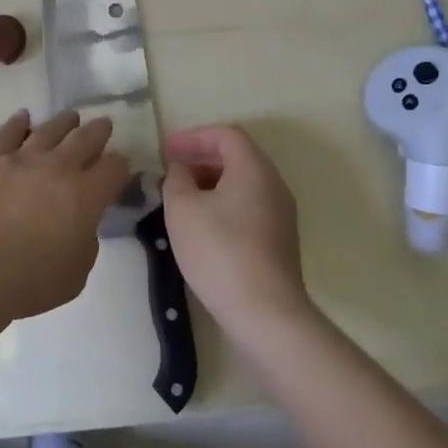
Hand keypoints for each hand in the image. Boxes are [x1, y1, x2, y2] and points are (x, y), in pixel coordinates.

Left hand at [0, 109, 129, 327]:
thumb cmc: (30, 279)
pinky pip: (7, 132)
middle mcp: (59, 167)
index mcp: (86, 195)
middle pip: (86, 138)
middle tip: (103, 125)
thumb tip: (80, 223)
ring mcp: (22, 158)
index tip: (121, 166)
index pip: (114, 169)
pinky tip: (23, 117)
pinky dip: (18, 122)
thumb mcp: (77, 272)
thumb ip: (85, 240)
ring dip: (64, 122)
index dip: (121, 166)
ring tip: (71, 117)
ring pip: (50, 129)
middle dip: (98, 131)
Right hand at [161, 125, 312, 342]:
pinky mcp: (279, 240)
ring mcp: (281, 214)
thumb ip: (176, 179)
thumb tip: (180, 169)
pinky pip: (249, 205)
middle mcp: (274, 184)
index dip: (193, 136)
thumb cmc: (219, 251)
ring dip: (211, 181)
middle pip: (237, 156)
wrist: (265, 312)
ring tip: (181, 196)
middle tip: (171, 170)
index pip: (226, 135)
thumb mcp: (182, 209)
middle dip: (201, 157)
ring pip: (243, 182)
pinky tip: (201, 224)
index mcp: (254, 169)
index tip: (166, 150)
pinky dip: (223, 202)